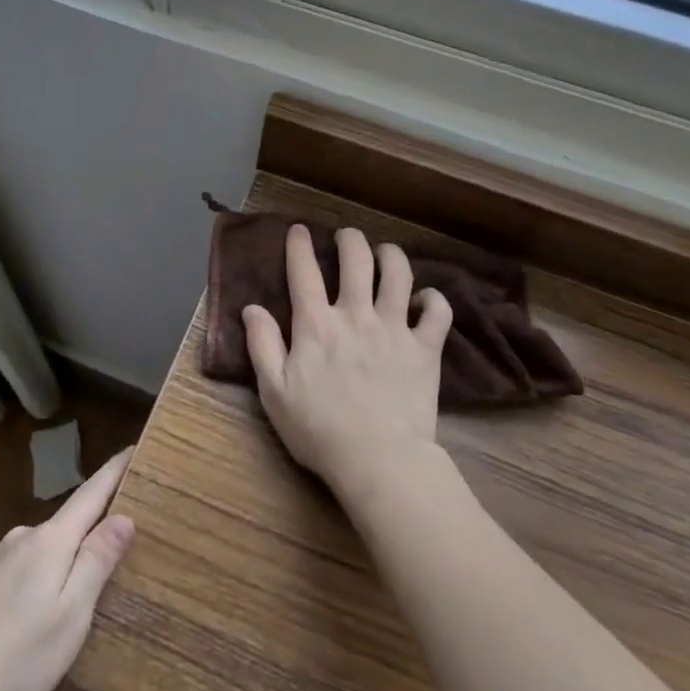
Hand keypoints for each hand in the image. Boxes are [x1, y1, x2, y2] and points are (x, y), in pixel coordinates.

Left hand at [0, 446, 135, 690]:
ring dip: (53, 567)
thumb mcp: (72, 614)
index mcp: (51, 541)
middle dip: (85, 536)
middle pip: (64, 526)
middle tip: (106, 563)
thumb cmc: (18, 654)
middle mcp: (21, 538)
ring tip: (60, 607)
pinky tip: (20, 620)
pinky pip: (13, 570)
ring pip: (36, 552)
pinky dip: (27, 584)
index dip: (113, 472)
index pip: (91, 495)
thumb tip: (123, 517)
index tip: (132, 448)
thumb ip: (97, 562)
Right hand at [243, 226, 452, 505]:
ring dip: (391, 255)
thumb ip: (262, 345)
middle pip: (356, 259)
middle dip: (349, 239)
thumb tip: (251, 308)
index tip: (299, 230)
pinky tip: (425, 299)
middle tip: (346, 236)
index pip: (304, 271)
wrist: (379, 460)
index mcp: (316, 324)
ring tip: (385, 252)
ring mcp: (395, 328)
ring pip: (399, 273)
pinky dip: (434, 299)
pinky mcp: (425, 348)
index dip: (299, 245)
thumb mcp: (274, 392)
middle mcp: (356, 315)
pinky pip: (438, 312)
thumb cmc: (319, 430)